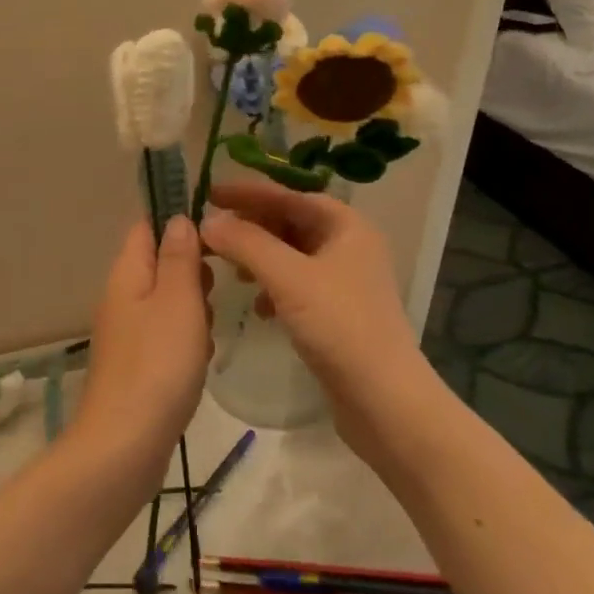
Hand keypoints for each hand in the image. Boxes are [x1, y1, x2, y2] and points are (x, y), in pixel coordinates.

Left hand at [74, 217, 210, 478]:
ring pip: (167, 303)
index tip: (214, 233)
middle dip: (192, 271)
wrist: (124, 447)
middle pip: (159, 264)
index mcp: (127, 274)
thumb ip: (179, 257)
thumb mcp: (178, 300)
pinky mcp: (136, 366)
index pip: (146, 228)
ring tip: (211, 328)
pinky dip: (187, 341)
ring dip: (194, 309)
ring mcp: (127, 334)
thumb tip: (177, 219)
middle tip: (215, 290)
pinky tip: (201, 360)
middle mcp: (121, 298)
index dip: (176, 222)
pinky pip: (165, 336)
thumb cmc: (158, 363)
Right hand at [201, 182, 426, 446]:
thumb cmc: (340, 326)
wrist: (385, 401)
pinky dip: (273, 287)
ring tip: (231, 270)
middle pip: (291, 222)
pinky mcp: (338, 312)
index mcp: (346, 226)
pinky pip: (297, 284)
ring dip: (259, 257)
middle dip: (252, 226)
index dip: (249, 192)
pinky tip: (257, 307)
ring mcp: (346, 280)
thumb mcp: (288, 278)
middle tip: (213, 232)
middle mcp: (350, 245)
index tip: (210, 192)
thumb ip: (246, 244)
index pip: (290, 195)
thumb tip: (208, 220)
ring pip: (292, 255)